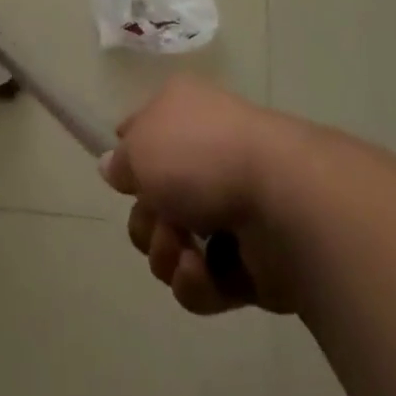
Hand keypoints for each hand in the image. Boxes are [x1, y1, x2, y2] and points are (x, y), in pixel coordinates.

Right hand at [102, 76, 305, 316]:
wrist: (283, 201)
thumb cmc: (202, 155)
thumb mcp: (141, 146)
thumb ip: (121, 160)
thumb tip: (112, 166)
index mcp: (183, 113)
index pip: (143, 134)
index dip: (129, 158)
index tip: (124, 179)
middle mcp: (205, 156)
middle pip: (152, 201)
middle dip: (146, 221)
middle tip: (160, 219)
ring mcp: (229, 210)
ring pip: (173, 245)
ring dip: (168, 254)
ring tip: (187, 251)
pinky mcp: (249, 262)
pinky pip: (203, 282)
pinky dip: (198, 282)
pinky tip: (207, 271)